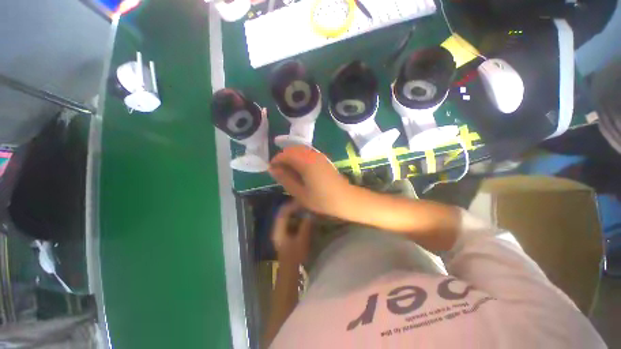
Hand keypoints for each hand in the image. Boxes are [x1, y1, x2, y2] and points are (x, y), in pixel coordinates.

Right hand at [269, 146, 352, 215]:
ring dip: (291, 158)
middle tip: (279, 172)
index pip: (285, 154)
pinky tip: (299, 171)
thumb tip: (273, 169)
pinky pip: (307, 154)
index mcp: (306, 162)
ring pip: (300, 151)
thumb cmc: (322, 200)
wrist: (345, 199)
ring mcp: (319, 155)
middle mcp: (312, 154)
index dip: (276, 161)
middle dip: (283, 158)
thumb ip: (285, 179)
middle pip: (292, 150)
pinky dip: (299, 159)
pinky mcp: (323, 159)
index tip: (271, 170)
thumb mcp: (300, 193)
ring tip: (288, 173)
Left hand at [272, 201, 312, 265]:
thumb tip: (310, 213)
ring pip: (286, 216)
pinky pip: (289, 221)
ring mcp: (280, 231)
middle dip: (293, 207)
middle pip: (283, 212)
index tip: (302, 202)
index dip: (292, 205)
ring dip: (295, 212)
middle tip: (304, 204)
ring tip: (305, 209)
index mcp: (278, 229)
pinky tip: (303, 218)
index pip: (283, 212)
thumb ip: (305, 226)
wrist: (290, 270)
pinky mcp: (284, 233)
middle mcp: (277, 228)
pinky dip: (295, 217)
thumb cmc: (295, 256)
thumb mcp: (302, 240)